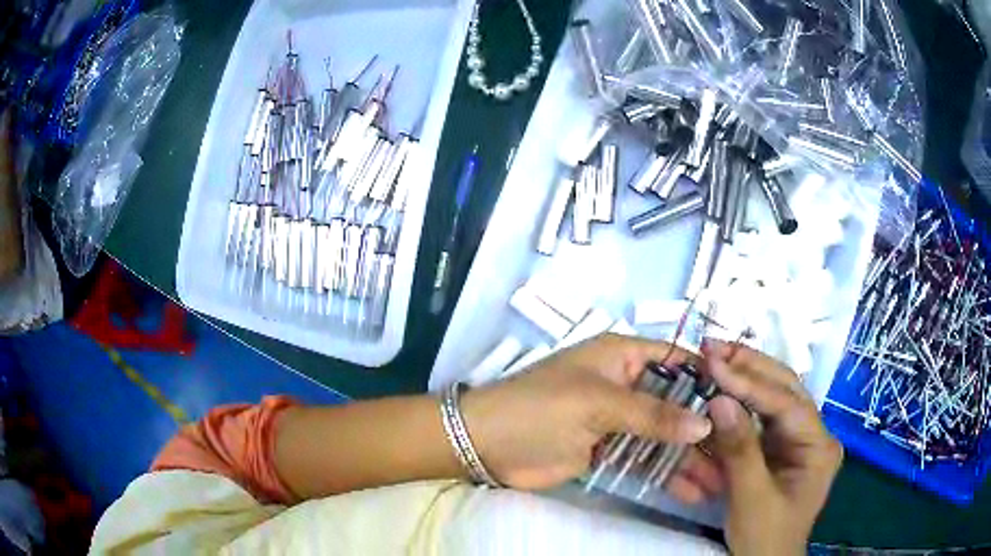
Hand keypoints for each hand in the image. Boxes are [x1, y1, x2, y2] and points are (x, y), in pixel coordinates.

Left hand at [461, 334, 723, 504]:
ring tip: (720, 481)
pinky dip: (664, 474)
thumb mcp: (597, 404)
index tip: (739, 402)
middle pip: (674, 403)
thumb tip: (704, 423)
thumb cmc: (540, 408)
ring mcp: (616, 421)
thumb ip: (652, 414)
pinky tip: (690, 491)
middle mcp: (624, 385)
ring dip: (689, 458)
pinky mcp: (606, 451)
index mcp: (620, 357)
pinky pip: (643, 460)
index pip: (675, 359)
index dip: (707, 377)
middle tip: (736, 453)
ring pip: (662, 437)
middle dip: (703, 429)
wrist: (485, 444)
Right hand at [701, 340, 842, 555]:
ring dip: (745, 377)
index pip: (786, 404)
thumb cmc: (764, 537)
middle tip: (714, 348)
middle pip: (785, 389)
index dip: (750, 382)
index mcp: (819, 446)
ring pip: (773, 397)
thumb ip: (739, 451)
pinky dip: (740, 402)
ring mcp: (798, 438)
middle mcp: (814, 433)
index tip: (715, 363)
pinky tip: (723, 386)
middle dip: (751, 368)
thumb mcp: (750, 499)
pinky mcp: (781, 446)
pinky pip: (761, 417)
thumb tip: (719, 400)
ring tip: (715, 358)